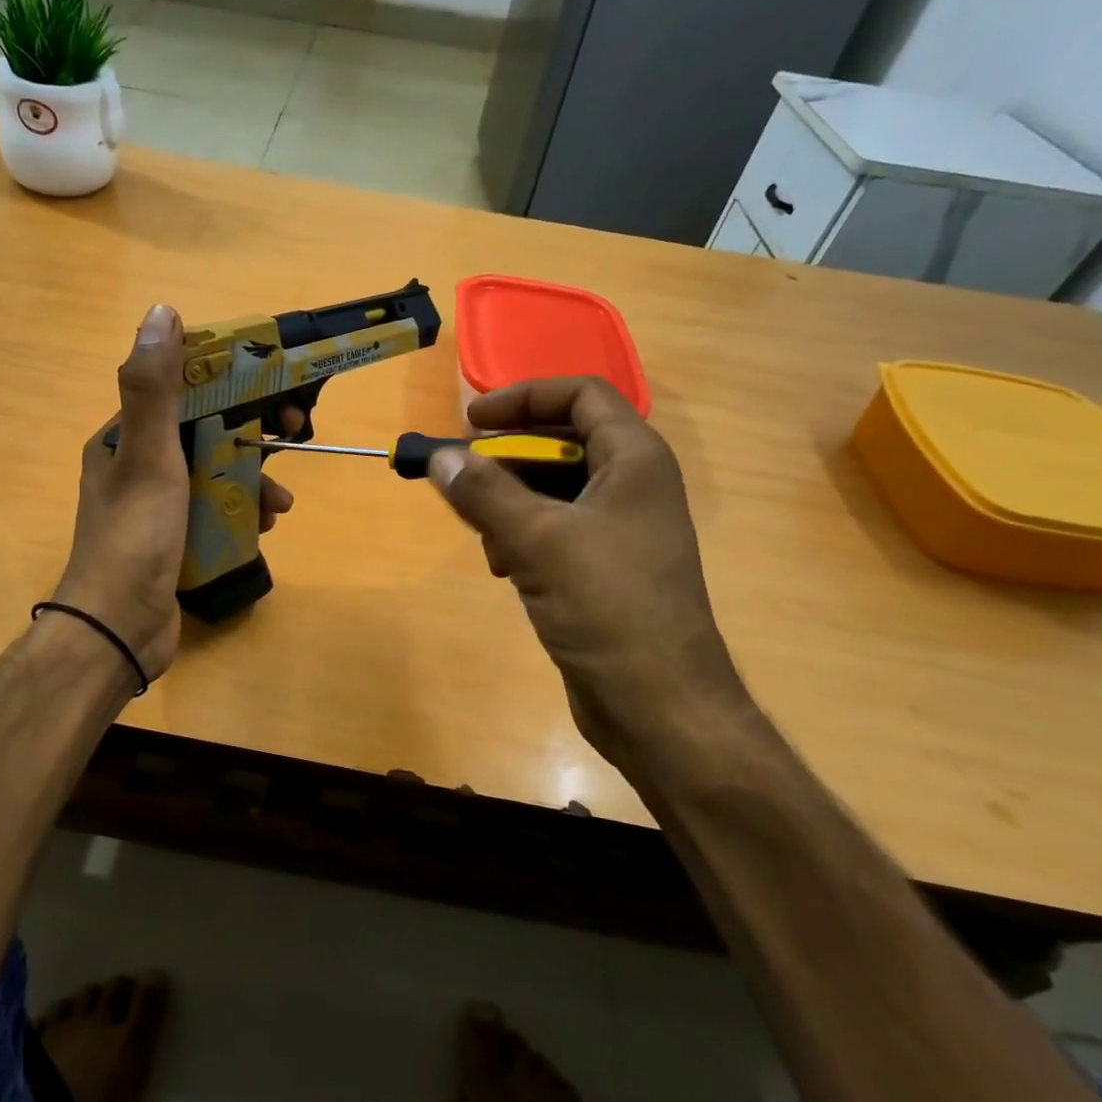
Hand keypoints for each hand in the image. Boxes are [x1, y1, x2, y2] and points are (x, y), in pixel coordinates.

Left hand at [51, 305, 294, 682]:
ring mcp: (158, 505)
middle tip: (292, 436)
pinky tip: (264, 526)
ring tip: (279, 504)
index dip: (229, 382)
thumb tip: (162, 312)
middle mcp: (138, 464)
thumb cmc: (135, 537)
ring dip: (253, 479)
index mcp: (124, 437)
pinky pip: (217, 510)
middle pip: (206, 431)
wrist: (119, 630)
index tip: (272, 386)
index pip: (182, 390)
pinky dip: (243, 511)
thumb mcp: (148, 456)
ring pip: (217, 473)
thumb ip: (154, 387)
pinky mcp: (176, 538)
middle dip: (250, 435)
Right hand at [429, 379, 750, 761]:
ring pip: (551, 489)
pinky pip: (554, 529)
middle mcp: (632, 485)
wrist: (660, 706)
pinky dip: (523, 536)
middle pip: (560, 442)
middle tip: (461, 476)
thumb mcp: (537, 540)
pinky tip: (503, 567)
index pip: (580, 395)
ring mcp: (620, 528)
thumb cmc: (608, 607)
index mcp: (634, 460)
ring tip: (483, 534)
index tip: (470, 422)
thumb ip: (485, 492)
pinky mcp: (604, 567)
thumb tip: (440, 456)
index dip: (523, 398)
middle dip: (507, 457)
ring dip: (509, 502)